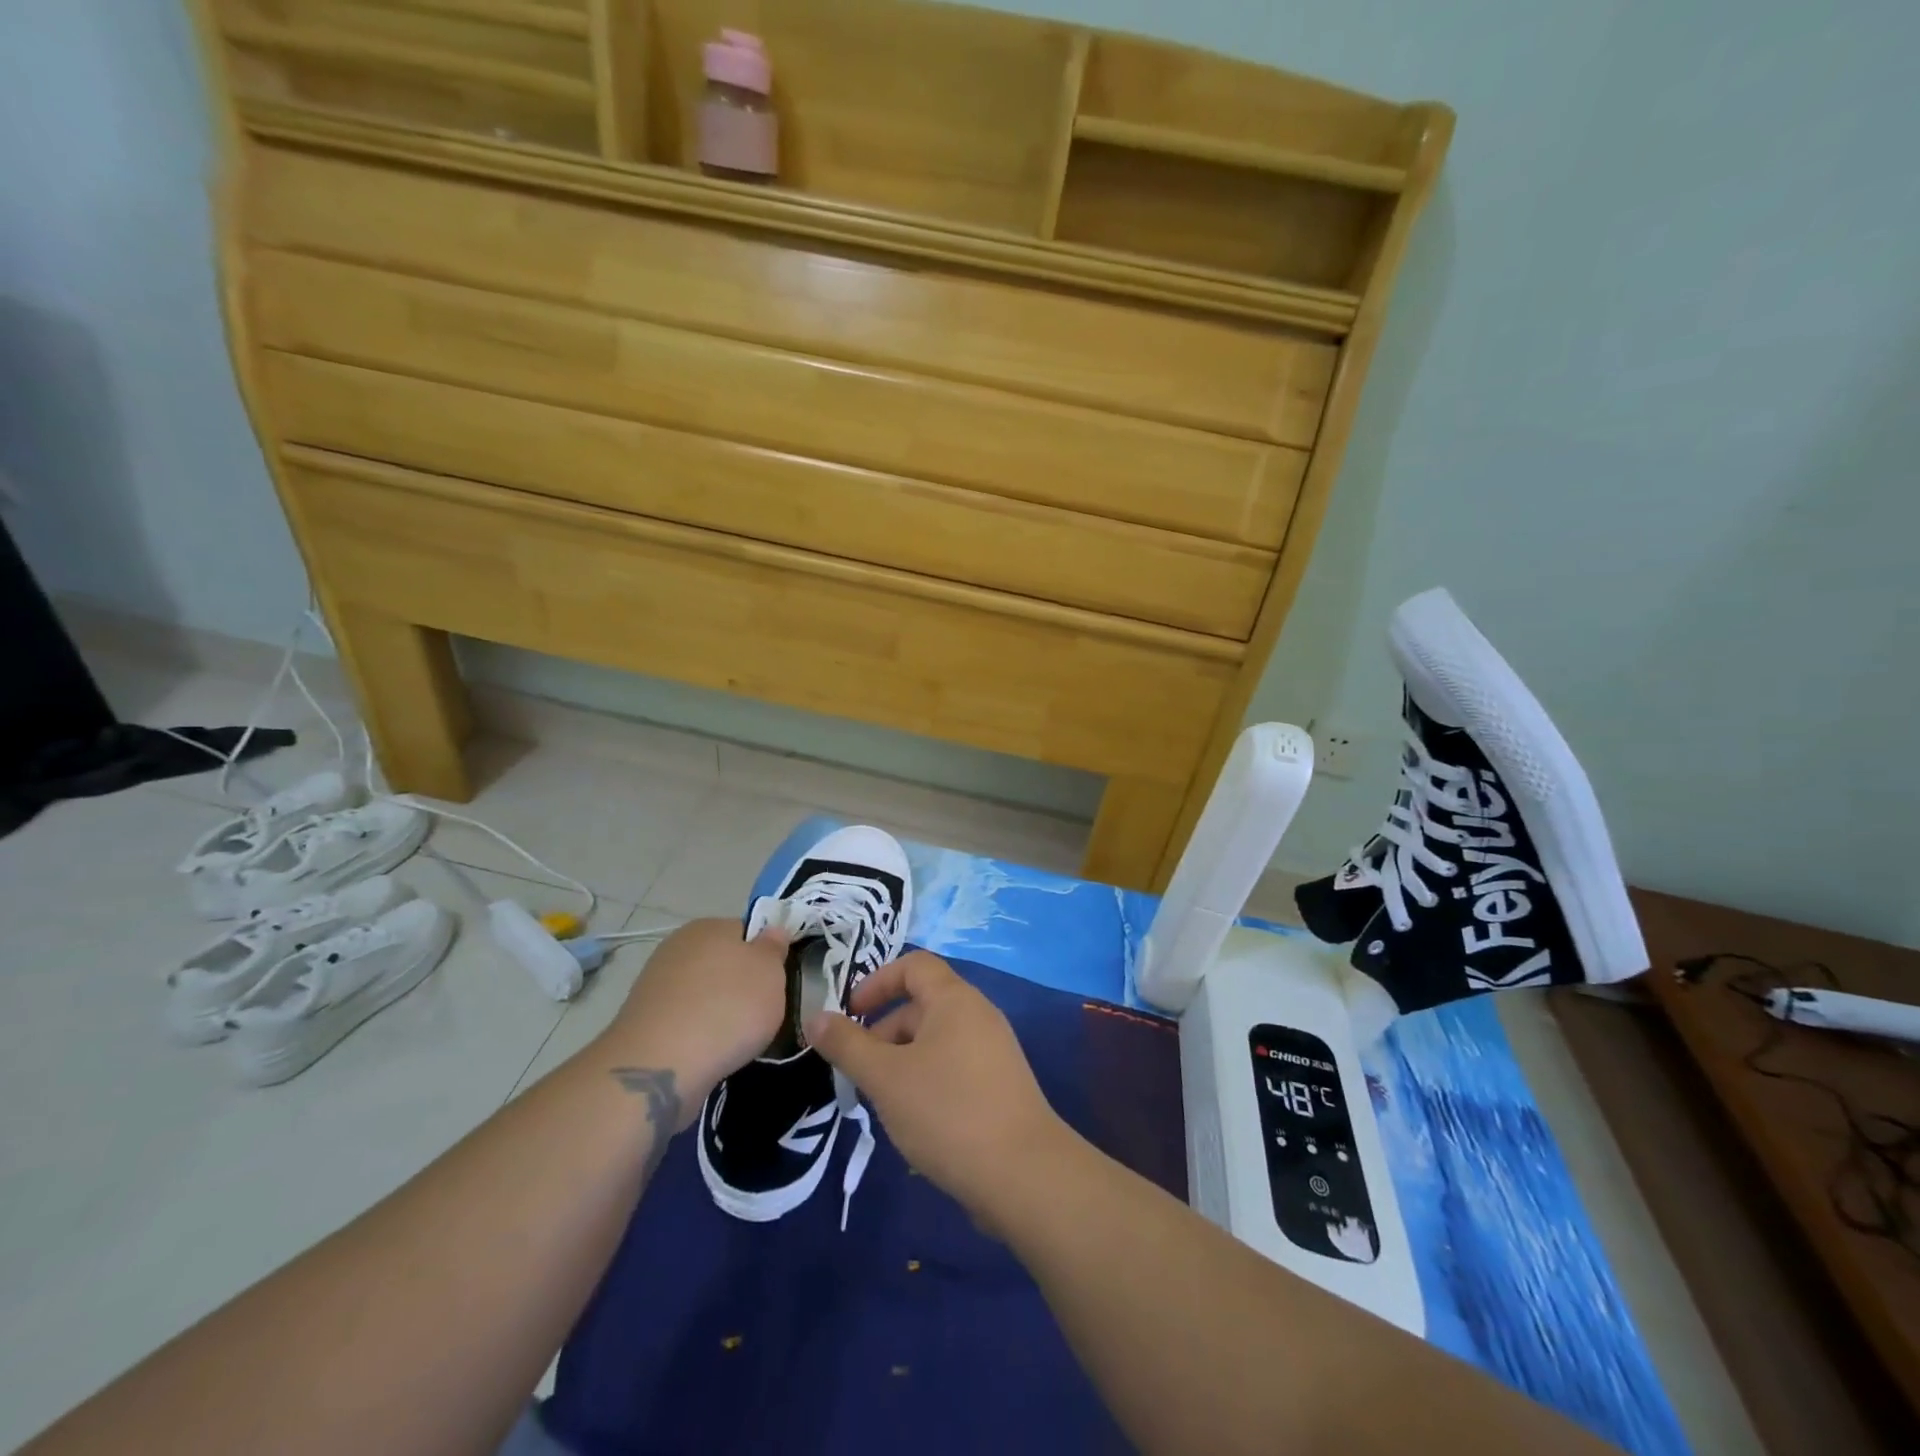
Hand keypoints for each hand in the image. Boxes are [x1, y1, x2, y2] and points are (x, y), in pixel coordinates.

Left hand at [595, 918, 789, 1127]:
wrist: (660, 1066)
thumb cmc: (727, 1008)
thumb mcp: (770, 972)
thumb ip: (774, 948)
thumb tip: (771, 931)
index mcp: (709, 926)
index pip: (746, 931)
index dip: (766, 955)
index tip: (776, 981)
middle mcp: (678, 946)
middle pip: (722, 961)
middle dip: (740, 984)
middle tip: (761, 1011)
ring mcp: (656, 984)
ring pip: (703, 992)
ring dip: (719, 1010)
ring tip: (735, 1038)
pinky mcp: (643, 1021)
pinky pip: (684, 1020)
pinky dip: (698, 1032)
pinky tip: (709, 1051)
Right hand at [806, 952, 1065, 1223]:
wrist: (1023, 1174)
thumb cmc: (947, 1111)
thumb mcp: (885, 1077)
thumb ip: (847, 1045)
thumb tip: (815, 1017)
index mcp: (955, 999)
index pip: (914, 965)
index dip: (877, 982)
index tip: (849, 1015)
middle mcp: (979, 1015)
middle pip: (923, 1005)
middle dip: (884, 1032)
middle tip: (859, 1074)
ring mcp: (994, 1051)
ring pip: (936, 1041)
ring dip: (902, 1062)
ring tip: (882, 1103)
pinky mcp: (1001, 1085)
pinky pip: (954, 1067)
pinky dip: (927, 1081)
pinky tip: (915, 1123)